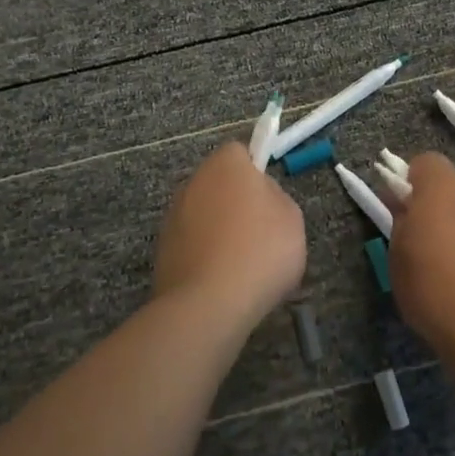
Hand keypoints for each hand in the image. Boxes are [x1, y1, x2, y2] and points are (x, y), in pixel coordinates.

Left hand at [154, 142, 306, 323]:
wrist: (210, 303)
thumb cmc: (260, 251)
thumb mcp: (292, 217)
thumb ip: (276, 197)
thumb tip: (261, 196)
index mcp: (226, 165)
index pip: (239, 152)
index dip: (255, 170)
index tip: (269, 197)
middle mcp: (194, 181)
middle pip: (219, 182)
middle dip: (235, 200)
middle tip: (261, 230)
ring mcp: (173, 216)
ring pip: (204, 213)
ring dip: (218, 228)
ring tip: (242, 262)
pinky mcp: (162, 249)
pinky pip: (192, 242)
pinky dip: (204, 253)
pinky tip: (221, 279)